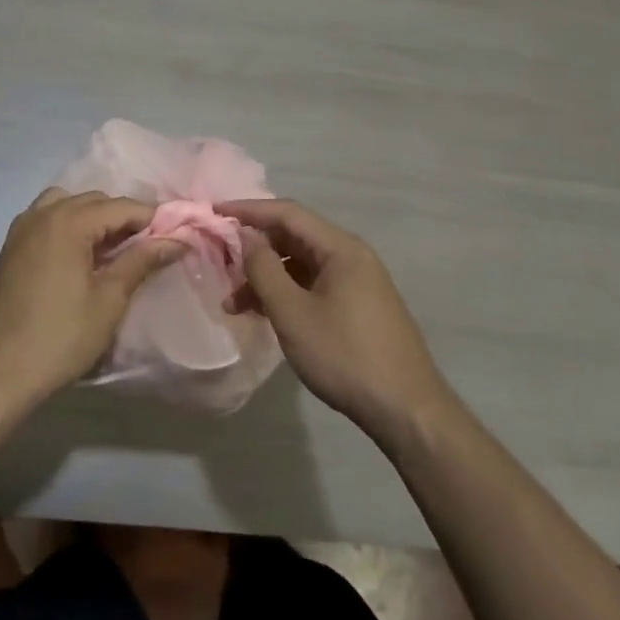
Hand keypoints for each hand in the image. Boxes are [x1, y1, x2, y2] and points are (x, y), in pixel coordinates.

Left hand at [0, 188, 183, 411]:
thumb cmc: (59, 338)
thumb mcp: (109, 300)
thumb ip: (141, 261)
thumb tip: (177, 240)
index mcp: (68, 222)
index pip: (121, 206)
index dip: (152, 218)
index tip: (177, 234)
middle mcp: (42, 214)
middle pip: (94, 201)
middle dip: (123, 218)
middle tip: (149, 247)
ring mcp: (21, 229)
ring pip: (67, 205)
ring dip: (93, 218)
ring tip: (113, 250)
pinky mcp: (10, 248)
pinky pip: (46, 220)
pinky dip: (68, 226)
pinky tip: (80, 256)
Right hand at [216, 198, 454, 439]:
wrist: (406, 410)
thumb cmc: (345, 355)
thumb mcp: (293, 312)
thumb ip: (264, 269)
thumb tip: (246, 236)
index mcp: (340, 248)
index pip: (287, 213)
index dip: (248, 210)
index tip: (213, 212)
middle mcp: (351, 256)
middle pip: (294, 237)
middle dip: (254, 248)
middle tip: (219, 260)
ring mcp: (357, 283)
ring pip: (301, 266)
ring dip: (267, 277)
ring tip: (233, 304)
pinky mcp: (358, 307)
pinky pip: (313, 286)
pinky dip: (286, 294)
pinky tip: (264, 314)